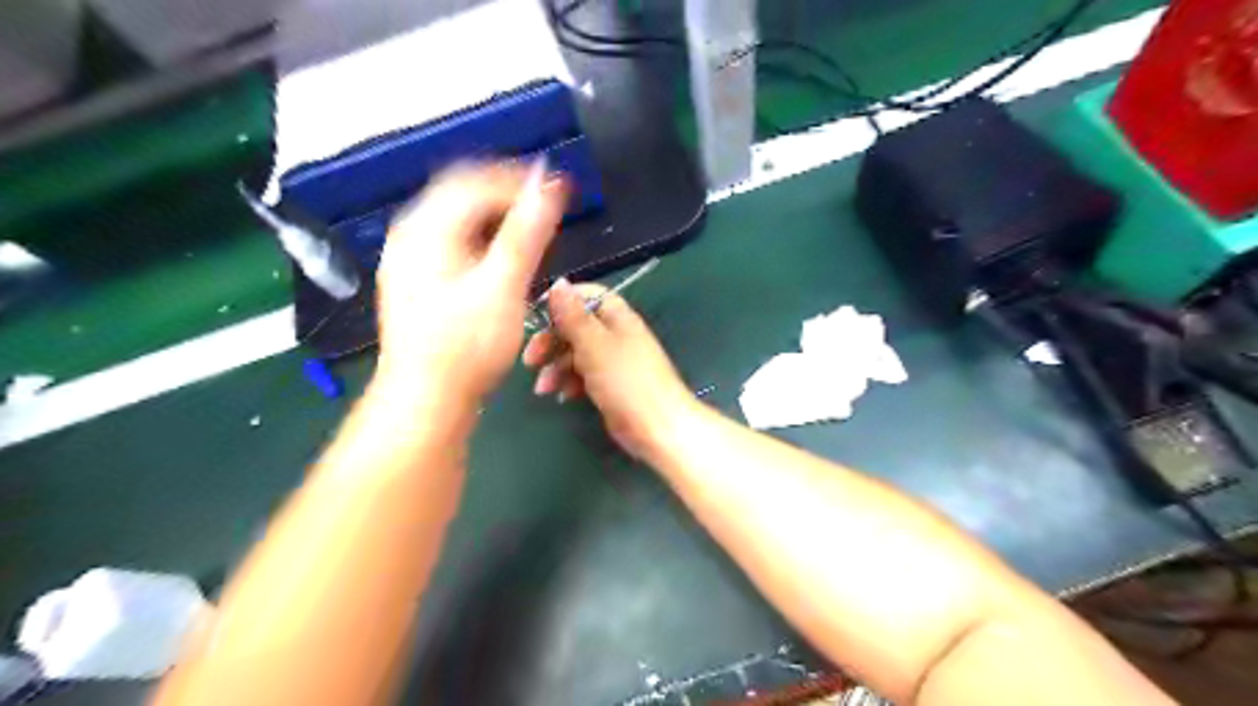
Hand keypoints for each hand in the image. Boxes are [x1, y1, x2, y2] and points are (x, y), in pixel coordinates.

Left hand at [373, 161, 571, 407]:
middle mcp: (411, 236)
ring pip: (458, 221)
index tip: (558, 191)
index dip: (519, 180)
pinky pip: (454, 244)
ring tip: (533, 232)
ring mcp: (411, 260)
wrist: (426, 401)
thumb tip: (547, 184)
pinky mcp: (419, 282)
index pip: (474, 181)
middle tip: (547, 210)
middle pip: (462, 195)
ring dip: (497, 218)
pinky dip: (484, 241)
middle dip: (508, 196)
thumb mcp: (502, 287)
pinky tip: (505, 260)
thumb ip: (526, 233)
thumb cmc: (466, 347)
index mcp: (426, 229)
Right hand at [523, 279, 696, 461]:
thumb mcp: (594, 345)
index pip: (587, 296)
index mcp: (618, 318)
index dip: (562, 302)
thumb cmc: (626, 381)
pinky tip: (562, 396)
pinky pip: (583, 376)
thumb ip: (573, 316)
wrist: (657, 428)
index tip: (537, 316)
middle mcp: (616, 335)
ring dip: (557, 367)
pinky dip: (570, 383)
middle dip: (552, 341)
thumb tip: (559, 282)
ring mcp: (614, 362)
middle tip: (530, 360)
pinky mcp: (610, 386)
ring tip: (544, 388)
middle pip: (577, 327)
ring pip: (576, 354)